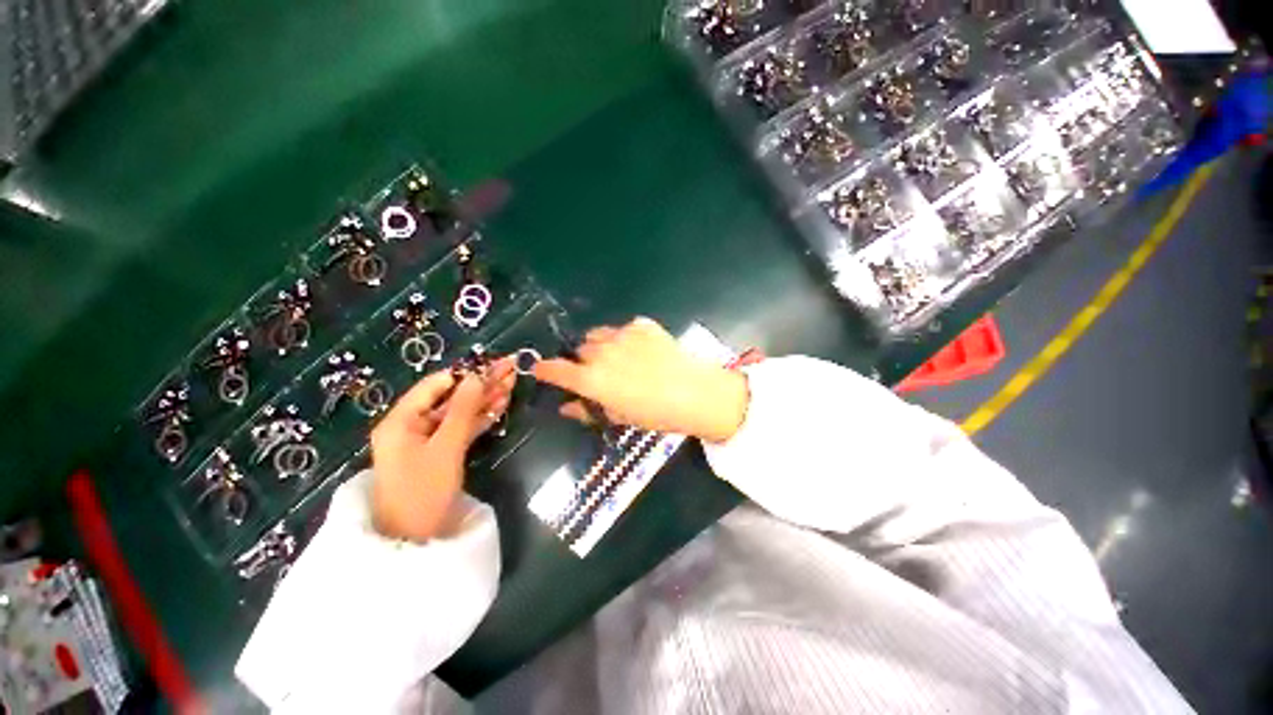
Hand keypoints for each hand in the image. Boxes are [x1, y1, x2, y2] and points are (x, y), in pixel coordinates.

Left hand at [369, 358, 515, 541]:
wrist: (416, 541)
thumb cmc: (423, 491)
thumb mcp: (446, 447)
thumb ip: (463, 410)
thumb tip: (477, 376)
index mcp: (402, 420)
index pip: (435, 385)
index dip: (464, 373)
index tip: (492, 365)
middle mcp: (413, 425)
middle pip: (451, 398)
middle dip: (481, 384)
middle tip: (510, 369)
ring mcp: (428, 440)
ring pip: (460, 413)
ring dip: (485, 400)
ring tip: (512, 384)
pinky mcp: (441, 453)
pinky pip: (462, 429)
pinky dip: (481, 418)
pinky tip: (501, 405)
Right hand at [533, 317, 748, 442]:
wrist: (696, 394)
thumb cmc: (656, 414)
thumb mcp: (619, 417)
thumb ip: (588, 410)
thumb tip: (566, 406)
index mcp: (592, 379)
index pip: (556, 370)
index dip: (546, 369)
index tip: (541, 369)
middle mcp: (601, 352)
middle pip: (580, 350)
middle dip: (583, 361)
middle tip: (600, 373)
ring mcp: (622, 335)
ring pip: (599, 335)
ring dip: (602, 346)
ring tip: (621, 358)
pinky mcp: (642, 325)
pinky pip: (624, 329)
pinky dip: (626, 338)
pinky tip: (643, 350)